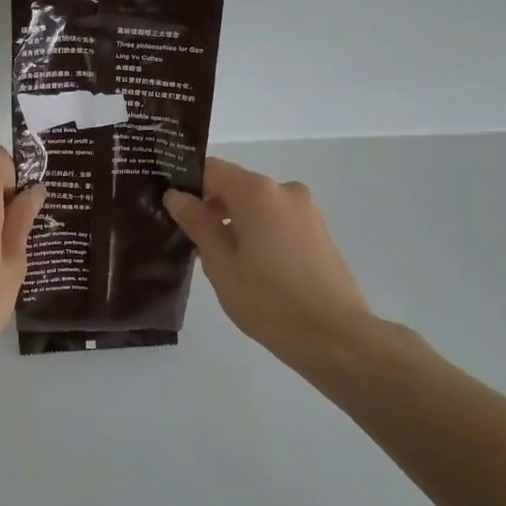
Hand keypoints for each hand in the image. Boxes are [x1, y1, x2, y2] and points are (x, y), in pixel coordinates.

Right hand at [165, 158, 382, 372]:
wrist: (335, 336)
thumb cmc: (267, 299)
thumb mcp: (220, 263)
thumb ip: (197, 223)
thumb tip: (176, 195)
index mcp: (257, 192)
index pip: (211, 168)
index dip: (187, 182)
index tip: (170, 205)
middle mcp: (284, 190)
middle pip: (236, 185)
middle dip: (211, 205)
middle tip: (190, 238)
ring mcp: (306, 210)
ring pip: (258, 204)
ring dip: (235, 221)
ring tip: (221, 259)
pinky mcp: (319, 231)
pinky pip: (278, 219)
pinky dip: (259, 231)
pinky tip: (251, 266)